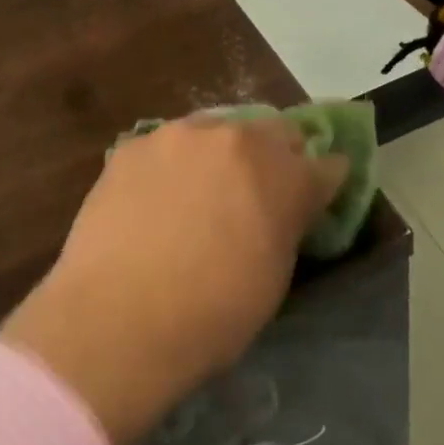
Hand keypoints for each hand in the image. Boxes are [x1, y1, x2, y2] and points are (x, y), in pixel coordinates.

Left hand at [0, 118, 346, 444]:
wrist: (118, 314)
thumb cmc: (212, 314)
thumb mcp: (273, 276)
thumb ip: (286, 223)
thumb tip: (286, 206)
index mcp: (281, 173)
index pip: (324, 164)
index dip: (324, 180)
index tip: (318, 193)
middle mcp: (234, 137)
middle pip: (270, 132)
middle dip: (275, 156)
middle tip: (261, 189)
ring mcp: (178, 134)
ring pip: (214, 130)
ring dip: (220, 153)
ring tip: (203, 190)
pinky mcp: (133, 144)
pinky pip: (166, 145)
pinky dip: (172, 164)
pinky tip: (157, 197)